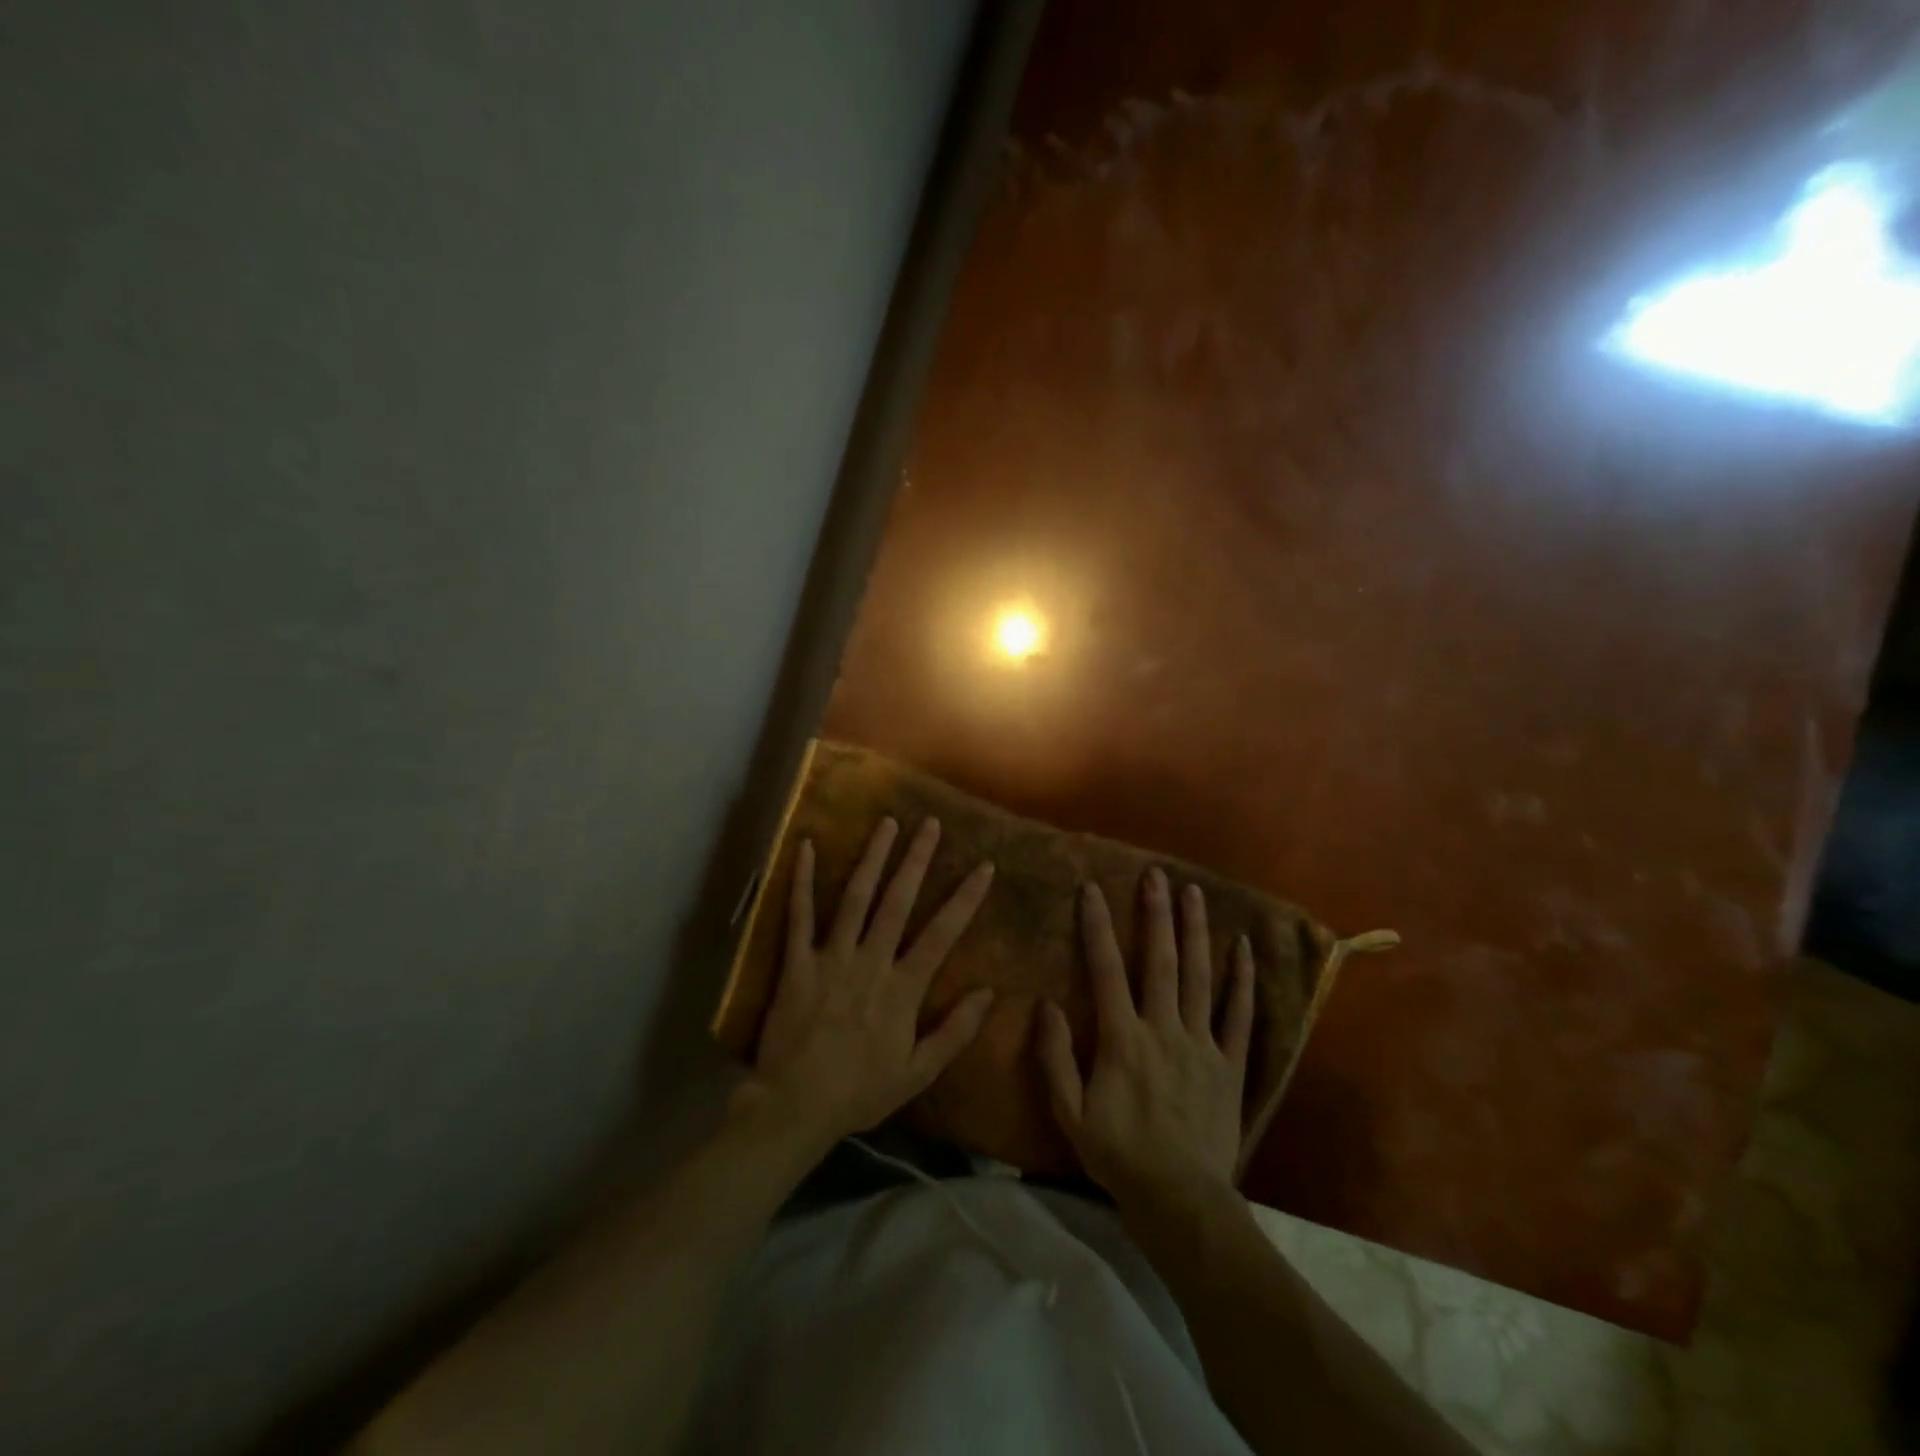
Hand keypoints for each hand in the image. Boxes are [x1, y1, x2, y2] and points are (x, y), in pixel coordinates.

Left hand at [738, 817, 995, 1157]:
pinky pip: (799, 915)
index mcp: (902, 988)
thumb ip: (955, 1031)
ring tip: (886, 823)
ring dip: (872, 858)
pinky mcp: (797, 962)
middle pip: (897, 902)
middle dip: (916, 860)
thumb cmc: (860, 1091)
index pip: (941, 934)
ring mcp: (831, 958)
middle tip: (929, 823)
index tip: (984, 866)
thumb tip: (989, 992)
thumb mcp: (918, 1071)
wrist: (795, 1106)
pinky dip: (801, 881)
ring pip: (855, 898)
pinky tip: (805, 847)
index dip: (965, 898)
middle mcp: (870, 962)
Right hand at [1036, 868, 1253, 1213]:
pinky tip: (1244, 948)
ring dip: (1195, 932)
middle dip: (1155, 914)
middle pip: (1159, 961)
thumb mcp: (1070, 1114)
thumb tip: (1045, 1004)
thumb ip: (1055, 1057)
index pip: (1106, 970)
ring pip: (1198, 977)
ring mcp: (1201, 1044)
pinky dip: (1242, 981)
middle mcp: (1163, 1029)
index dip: (1097, 927)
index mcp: (1122, 1039)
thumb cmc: (1118, 1155)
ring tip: (1193, 893)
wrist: (1181, 1200)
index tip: (1091, 889)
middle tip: (1156, 875)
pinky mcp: (1229, 1063)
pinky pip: (1240, 1016)